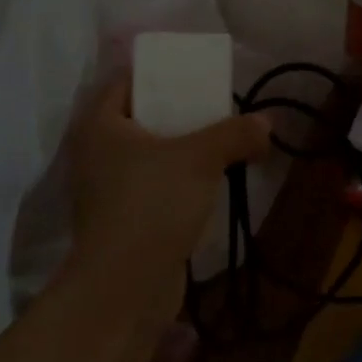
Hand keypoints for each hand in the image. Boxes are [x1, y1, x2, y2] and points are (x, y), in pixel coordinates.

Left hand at [67, 75, 270, 276]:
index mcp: (100, 124)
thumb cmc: (153, 204)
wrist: (124, 288)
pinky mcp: (119, 219)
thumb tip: (267, 124)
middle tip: (215, 107)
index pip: (128, 80)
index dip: (162, 73)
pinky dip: (176, 179)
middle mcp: (95, 152)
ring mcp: (104, 189)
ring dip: (181, 148)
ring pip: (148, 153)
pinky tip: (208, 181)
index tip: (196, 74)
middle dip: (179, 111)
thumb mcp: (202, 158)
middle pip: (141, 116)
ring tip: (219, 142)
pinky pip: (151, 184)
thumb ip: (236, 134)